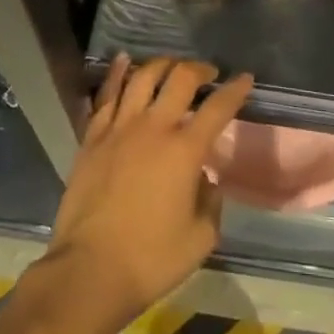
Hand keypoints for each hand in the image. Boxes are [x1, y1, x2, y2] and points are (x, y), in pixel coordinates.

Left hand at [40, 56, 251, 333]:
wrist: (88, 272)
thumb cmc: (150, 260)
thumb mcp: (200, 240)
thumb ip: (211, 203)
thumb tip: (205, 180)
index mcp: (185, 150)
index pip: (218, 108)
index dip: (235, 89)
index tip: (245, 78)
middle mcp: (154, 127)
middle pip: (180, 79)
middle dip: (199, 69)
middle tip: (208, 73)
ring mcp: (120, 128)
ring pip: (142, 77)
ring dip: (162, 65)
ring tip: (171, 66)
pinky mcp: (93, 138)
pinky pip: (106, 95)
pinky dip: (117, 74)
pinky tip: (124, 61)